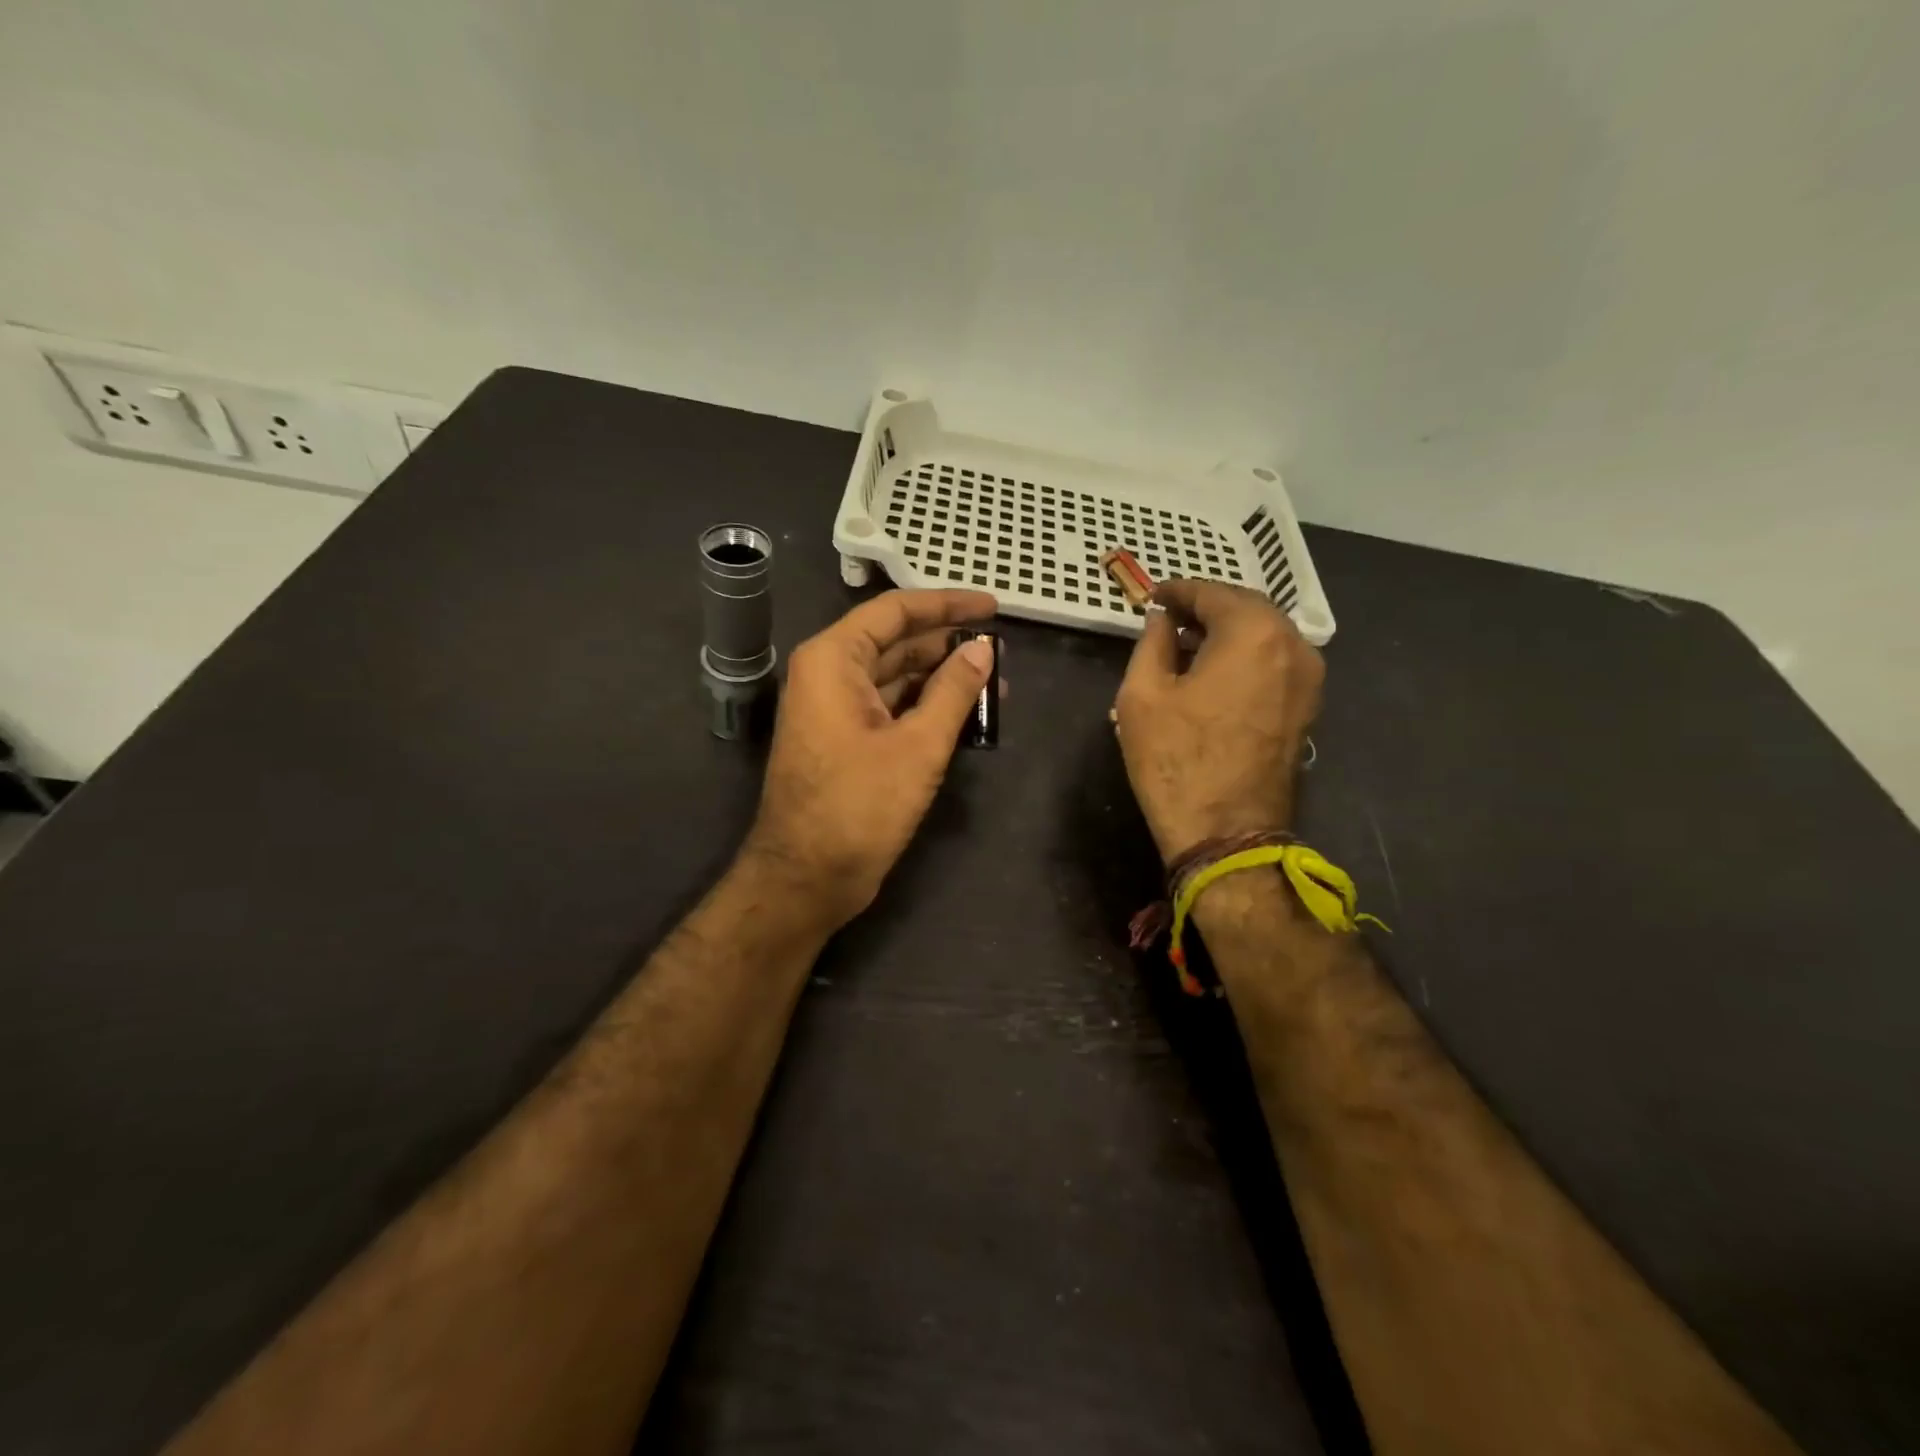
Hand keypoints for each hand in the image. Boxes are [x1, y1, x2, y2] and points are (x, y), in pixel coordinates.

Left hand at [743, 589, 997, 928]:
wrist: (807, 878)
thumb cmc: (859, 807)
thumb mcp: (917, 745)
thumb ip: (954, 691)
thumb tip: (984, 649)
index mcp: (833, 660)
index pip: (895, 612)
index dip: (947, 604)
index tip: (993, 607)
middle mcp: (829, 675)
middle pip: (895, 642)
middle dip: (948, 645)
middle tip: (1000, 652)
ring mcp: (835, 710)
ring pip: (895, 677)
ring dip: (941, 679)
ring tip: (994, 684)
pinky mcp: (846, 741)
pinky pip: (890, 708)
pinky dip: (925, 707)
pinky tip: (966, 715)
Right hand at [1114, 580, 1323, 860]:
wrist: (1227, 834)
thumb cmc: (1176, 761)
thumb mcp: (1142, 695)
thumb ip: (1152, 642)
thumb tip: (1162, 619)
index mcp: (1254, 634)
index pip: (1213, 593)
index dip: (1178, 592)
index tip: (1152, 597)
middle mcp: (1294, 646)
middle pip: (1246, 609)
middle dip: (1206, 608)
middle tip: (1167, 618)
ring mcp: (1308, 680)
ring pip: (1264, 636)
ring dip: (1226, 633)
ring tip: (1185, 647)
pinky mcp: (1307, 708)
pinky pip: (1274, 663)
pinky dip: (1244, 657)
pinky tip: (1212, 673)